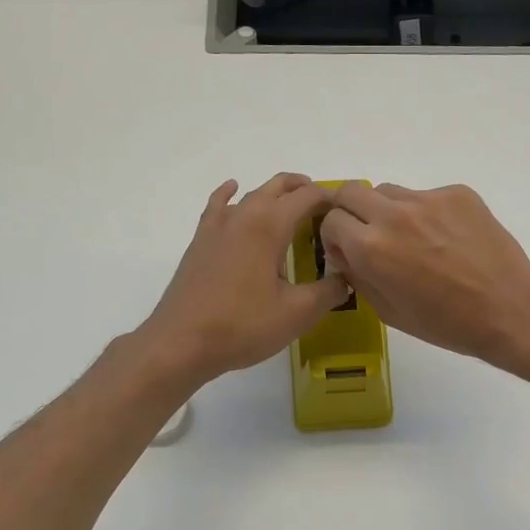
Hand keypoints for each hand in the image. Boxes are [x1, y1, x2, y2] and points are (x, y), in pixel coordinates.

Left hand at [141, 174, 349, 384]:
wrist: (182, 342)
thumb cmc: (243, 326)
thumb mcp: (298, 313)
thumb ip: (329, 291)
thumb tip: (346, 277)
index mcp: (270, 225)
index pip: (308, 197)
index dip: (332, 200)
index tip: (348, 214)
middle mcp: (244, 215)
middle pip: (279, 187)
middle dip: (306, 190)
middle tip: (327, 211)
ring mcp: (218, 226)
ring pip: (252, 194)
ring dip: (276, 194)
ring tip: (294, 209)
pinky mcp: (201, 241)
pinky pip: (219, 205)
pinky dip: (231, 194)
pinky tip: (233, 190)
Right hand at [319, 183, 529, 363]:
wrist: (508, 310)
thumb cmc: (446, 323)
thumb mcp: (388, 312)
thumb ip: (358, 275)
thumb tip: (344, 252)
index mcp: (371, 248)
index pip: (331, 220)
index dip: (335, 237)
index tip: (348, 250)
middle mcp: (394, 215)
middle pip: (350, 191)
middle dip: (350, 211)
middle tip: (368, 233)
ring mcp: (428, 199)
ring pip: (390, 192)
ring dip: (389, 211)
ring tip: (414, 239)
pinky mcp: (457, 193)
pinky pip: (427, 196)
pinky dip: (427, 213)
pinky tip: (448, 239)